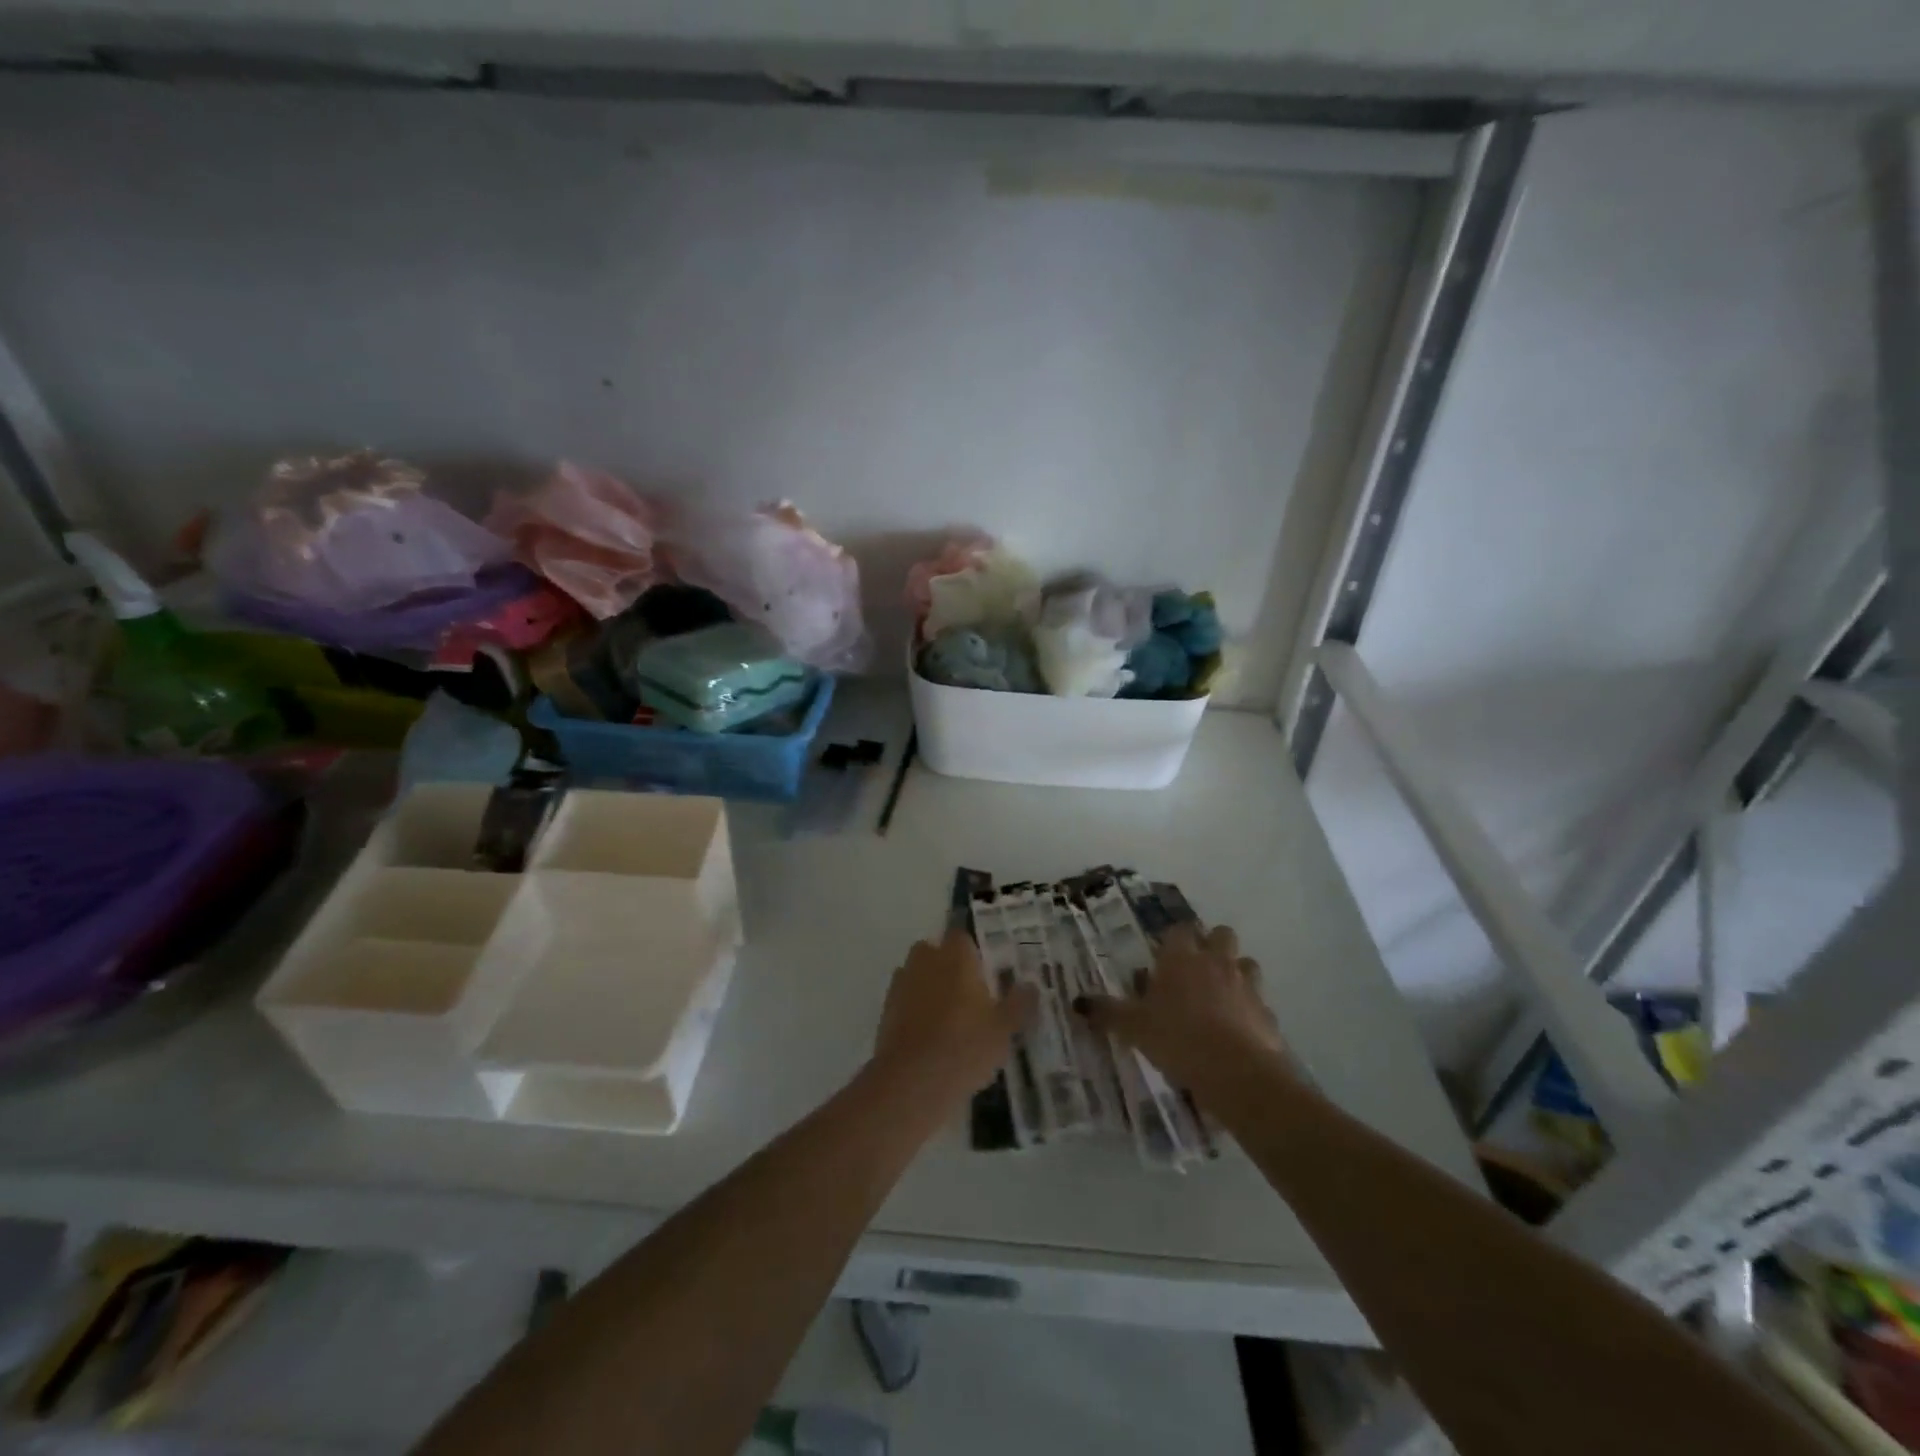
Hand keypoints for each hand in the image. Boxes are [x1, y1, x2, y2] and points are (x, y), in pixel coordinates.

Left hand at [873, 930, 1036, 1102]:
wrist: (912, 1081)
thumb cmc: (965, 1046)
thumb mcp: (1004, 1029)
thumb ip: (1019, 1003)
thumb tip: (1031, 985)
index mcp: (955, 956)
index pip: (962, 936)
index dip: (972, 952)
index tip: (985, 972)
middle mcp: (925, 960)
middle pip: (935, 951)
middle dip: (948, 966)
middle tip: (968, 994)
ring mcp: (901, 983)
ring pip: (917, 974)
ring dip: (929, 986)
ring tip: (949, 1018)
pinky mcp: (886, 1009)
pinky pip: (905, 999)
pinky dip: (915, 1009)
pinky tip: (929, 1036)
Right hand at [1076, 924, 1286, 1096]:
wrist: (1237, 1073)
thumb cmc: (1177, 1038)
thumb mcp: (1133, 1027)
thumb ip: (1108, 1013)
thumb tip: (1078, 1003)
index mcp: (1181, 957)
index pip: (1179, 930)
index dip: (1173, 939)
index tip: (1164, 955)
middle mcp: (1216, 961)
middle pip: (1221, 934)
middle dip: (1211, 945)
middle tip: (1194, 969)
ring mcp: (1246, 985)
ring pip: (1245, 962)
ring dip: (1235, 972)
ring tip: (1219, 996)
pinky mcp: (1267, 1012)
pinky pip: (1258, 1001)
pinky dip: (1249, 1009)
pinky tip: (1237, 1029)